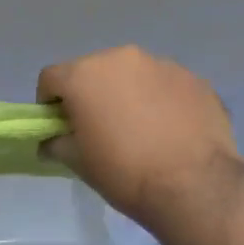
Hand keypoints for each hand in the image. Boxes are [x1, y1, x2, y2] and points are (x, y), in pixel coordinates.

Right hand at [37, 46, 241, 229]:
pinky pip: (166, 86)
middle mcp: (121, 58)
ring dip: (128, 94)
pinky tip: (170, 131)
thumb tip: (51, 141)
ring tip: (141, 129)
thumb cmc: (124, 172)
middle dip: (91, 94)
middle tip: (100, 128)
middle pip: (94, 71)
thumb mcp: (78, 163)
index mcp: (84, 75)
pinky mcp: (195, 79)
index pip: (50, 78)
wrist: (195, 186)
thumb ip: (57, 143)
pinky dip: (161, 101)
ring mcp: (162, 65)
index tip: (60, 126)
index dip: (49, 102)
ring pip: (133, 75)